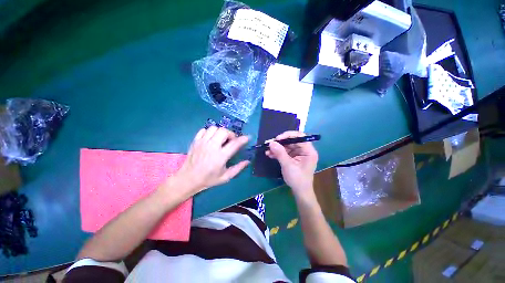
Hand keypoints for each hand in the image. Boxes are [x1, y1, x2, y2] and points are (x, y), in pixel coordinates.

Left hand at [169, 127, 249, 195]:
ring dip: (220, 132)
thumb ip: (238, 168)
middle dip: (230, 134)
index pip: (234, 144)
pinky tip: (211, 139)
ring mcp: (202, 142)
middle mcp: (212, 147)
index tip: (247, 137)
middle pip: (224, 131)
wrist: (188, 179)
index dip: (243, 139)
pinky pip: (204, 130)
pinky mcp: (195, 141)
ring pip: (214, 128)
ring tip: (221, 139)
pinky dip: (209, 132)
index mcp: (220, 156)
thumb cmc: (208, 179)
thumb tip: (247, 161)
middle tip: (231, 141)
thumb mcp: (225, 177)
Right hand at [265, 131, 317, 197]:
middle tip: (269, 144)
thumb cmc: (297, 179)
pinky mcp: (293, 157)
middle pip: (292, 141)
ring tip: (267, 150)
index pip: (300, 137)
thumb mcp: (288, 165)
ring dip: (277, 148)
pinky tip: (270, 154)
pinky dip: (277, 153)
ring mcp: (298, 153)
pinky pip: (284, 152)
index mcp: (308, 151)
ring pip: (286, 146)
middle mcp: (304, 150)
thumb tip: (271, 142)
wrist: (299, 191)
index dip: (288, 135)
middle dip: (280, 142)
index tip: (277, 139)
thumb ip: (280, 153)